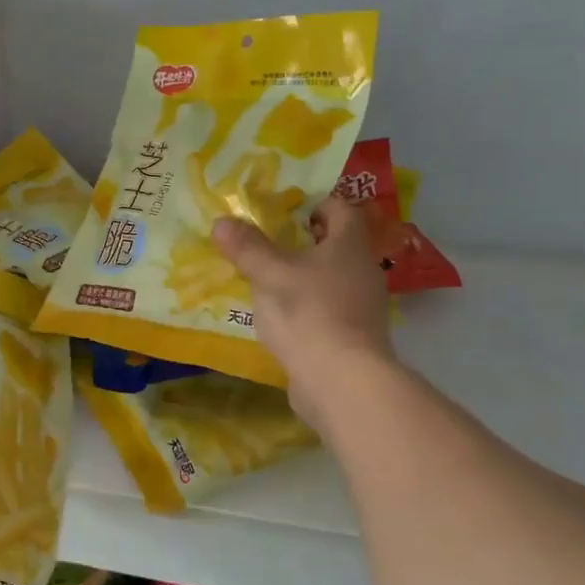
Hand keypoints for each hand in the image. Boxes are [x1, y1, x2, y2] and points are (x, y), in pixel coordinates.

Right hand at [213, 195, 394, 424]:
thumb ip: (246, 247)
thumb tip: (222, 222)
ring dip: (301, 275)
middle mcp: (362, 270)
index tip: (282, 208)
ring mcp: (361, 306)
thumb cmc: (308, 313)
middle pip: (334, 243)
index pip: (339, 208)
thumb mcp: (269, 274)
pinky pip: (326, 308)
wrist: (342, 382)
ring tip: (263, 278)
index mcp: (349, 244)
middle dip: (301, 240)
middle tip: (264, 240)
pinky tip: (277, 315)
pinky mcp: (353, 336)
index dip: (313, 202)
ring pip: (329, 278)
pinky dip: (305, 306)